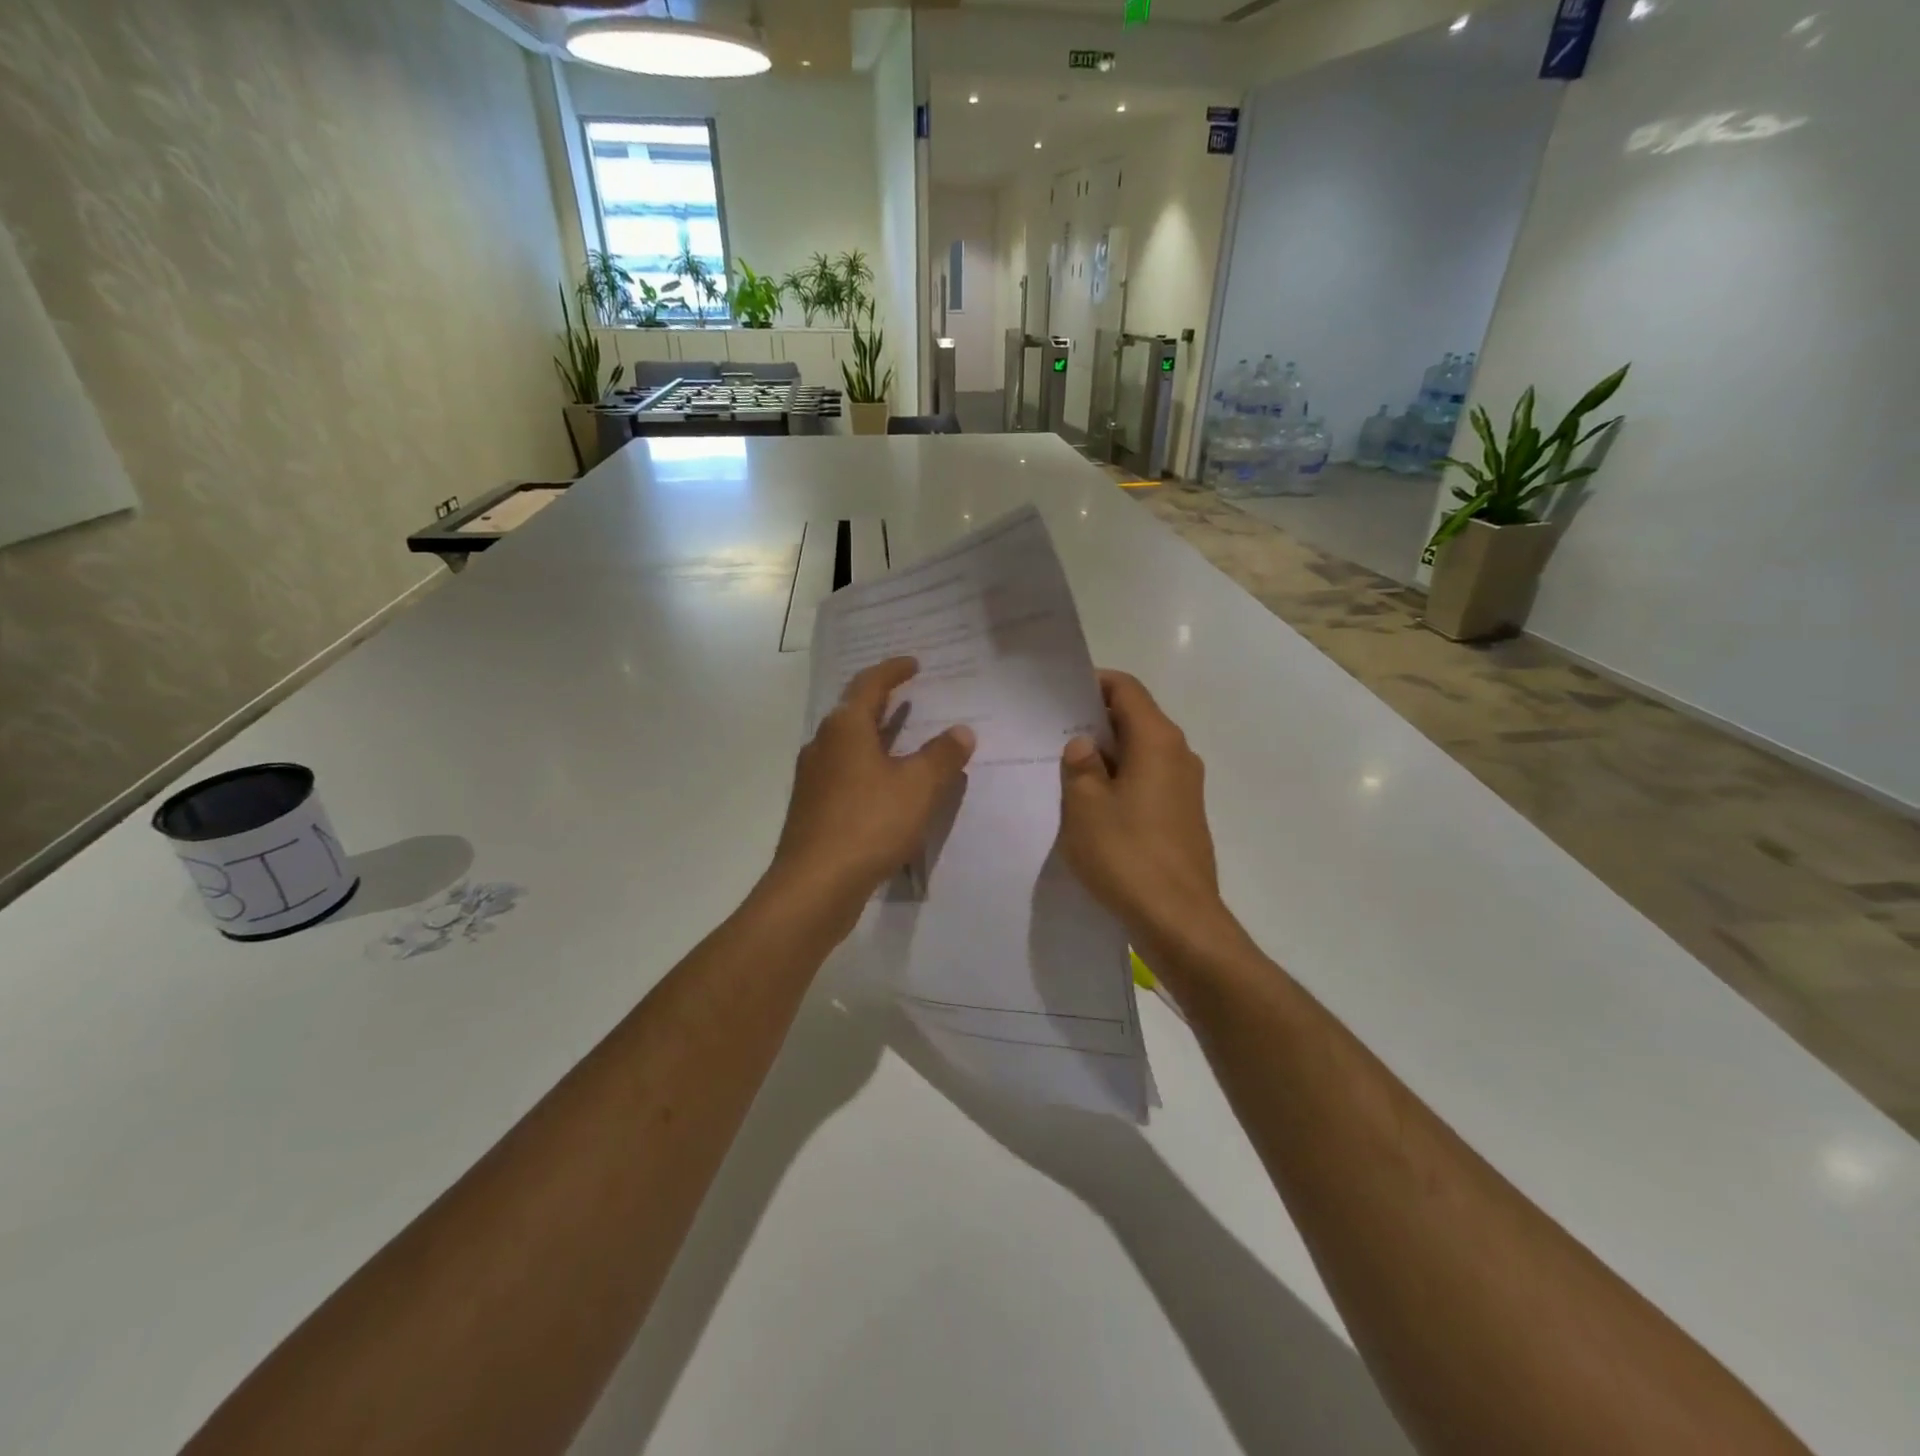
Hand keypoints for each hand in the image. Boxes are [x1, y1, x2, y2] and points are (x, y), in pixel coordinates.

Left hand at [770, 657, 975, 912]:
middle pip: (854, 712)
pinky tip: (887, 786)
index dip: (893, 670)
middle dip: (883, 702)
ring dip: (876, 737)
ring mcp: (813, 778)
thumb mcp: (918, 787)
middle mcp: (822, 745)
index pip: (870, 684)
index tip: (914, 664)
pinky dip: (869, 767)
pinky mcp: (813, 808)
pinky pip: (845, 773)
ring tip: (905, 738)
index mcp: (845, 728)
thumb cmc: (869, 824)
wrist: (815, 885)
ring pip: (848, 745)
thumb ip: (942, 756)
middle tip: (911, 697)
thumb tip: (961, 731)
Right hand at [1059, 671, 1231, 956]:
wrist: (1178, 920)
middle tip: (1051, 733)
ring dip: (1106, 755)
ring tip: (1064, 770)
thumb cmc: (1126, 854)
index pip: (1125, 689)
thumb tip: (1084, 745)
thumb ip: (1080, 766)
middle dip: (1094, 722)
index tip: (1057, 695)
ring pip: (1140, 753)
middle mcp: (1178, 754)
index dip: (1092, 683)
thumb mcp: (1084, 806)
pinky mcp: (1184, 816)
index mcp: (1157, 741)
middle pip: (1134, 719)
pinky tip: (1091, 805)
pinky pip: (1148, 782)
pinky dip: (1121, 781)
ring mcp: (1185, 787)